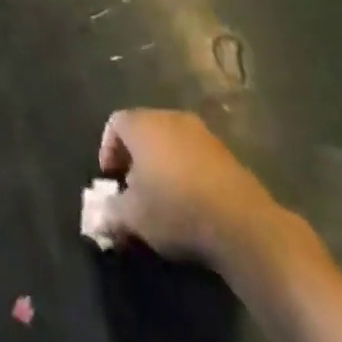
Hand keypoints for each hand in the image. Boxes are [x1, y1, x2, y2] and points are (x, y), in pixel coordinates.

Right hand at [98, 109, 296, 274]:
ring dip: (162, 164)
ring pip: (171, 141)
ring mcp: (202, 133)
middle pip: (144, 129)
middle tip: (134, 190)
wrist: (243, 224)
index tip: (111, 180)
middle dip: (135, 158)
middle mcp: (170, 118)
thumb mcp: (133, 218)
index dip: (108, 149)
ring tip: (163, 198)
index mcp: (142, 124)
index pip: (115, 123)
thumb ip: (110, 212)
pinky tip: (192, 202)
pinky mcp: (226, 153)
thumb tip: (98, 215)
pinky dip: (187, 172)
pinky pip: (195, 155)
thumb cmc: (176, 210)